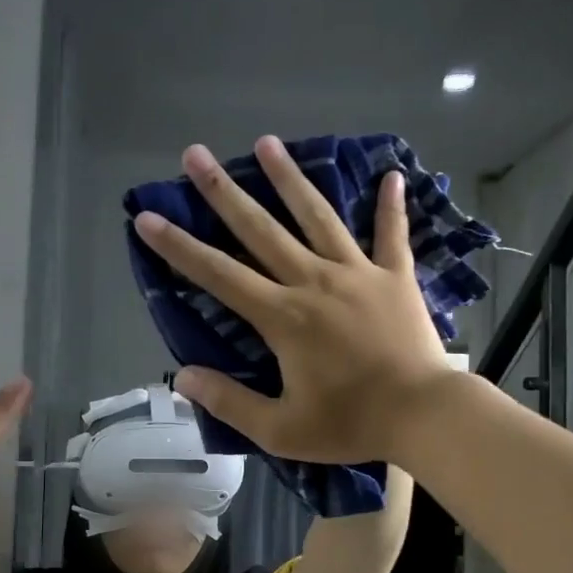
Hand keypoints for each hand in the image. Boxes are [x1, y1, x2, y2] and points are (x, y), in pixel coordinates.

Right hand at [132, 136, 454, 465]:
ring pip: (317, 217)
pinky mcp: (396, 278)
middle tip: (195, 154)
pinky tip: (391, 175)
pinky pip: (391, 235)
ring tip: (266, 142)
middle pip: (260, 229)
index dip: (179, 247)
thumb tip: (181, 377)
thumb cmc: (350, 425)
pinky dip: (391, 206)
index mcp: (283, 317)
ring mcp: (358, 274)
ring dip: (289, 179)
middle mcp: (314, 282)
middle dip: (223, 192)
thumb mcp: (280, 429)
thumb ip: (229, 402)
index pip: (219, 275)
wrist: (424, 417)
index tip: (148, 217)